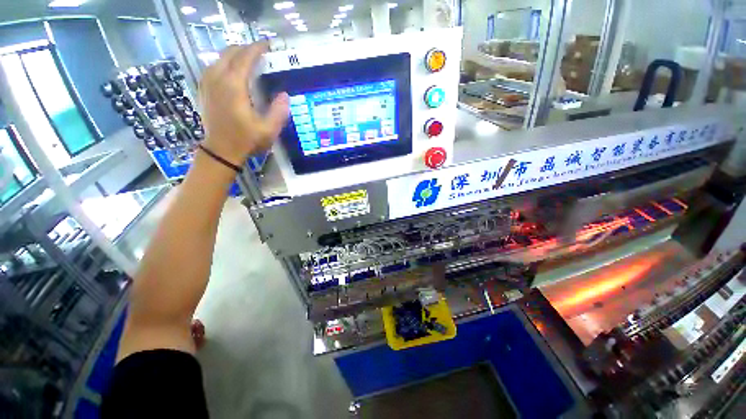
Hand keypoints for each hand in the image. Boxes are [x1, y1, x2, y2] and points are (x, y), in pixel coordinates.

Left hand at [199, 42, 288, 165]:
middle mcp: (218, 78)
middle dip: (246, 48)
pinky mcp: (204, 89)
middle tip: (260, 53)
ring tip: (249, 59)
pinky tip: (233, 70)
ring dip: (235, 55)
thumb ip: (279, 112)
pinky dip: (225, 63)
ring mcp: (208, 82)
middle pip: (230, 53)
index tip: (267, 45)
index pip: (245, 58)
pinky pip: (213, 67)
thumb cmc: (246, 140)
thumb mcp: (269, 130)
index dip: (257, 49)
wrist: (220, 150)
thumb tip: (285, 95)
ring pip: (220, 58)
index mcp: (234, 86)